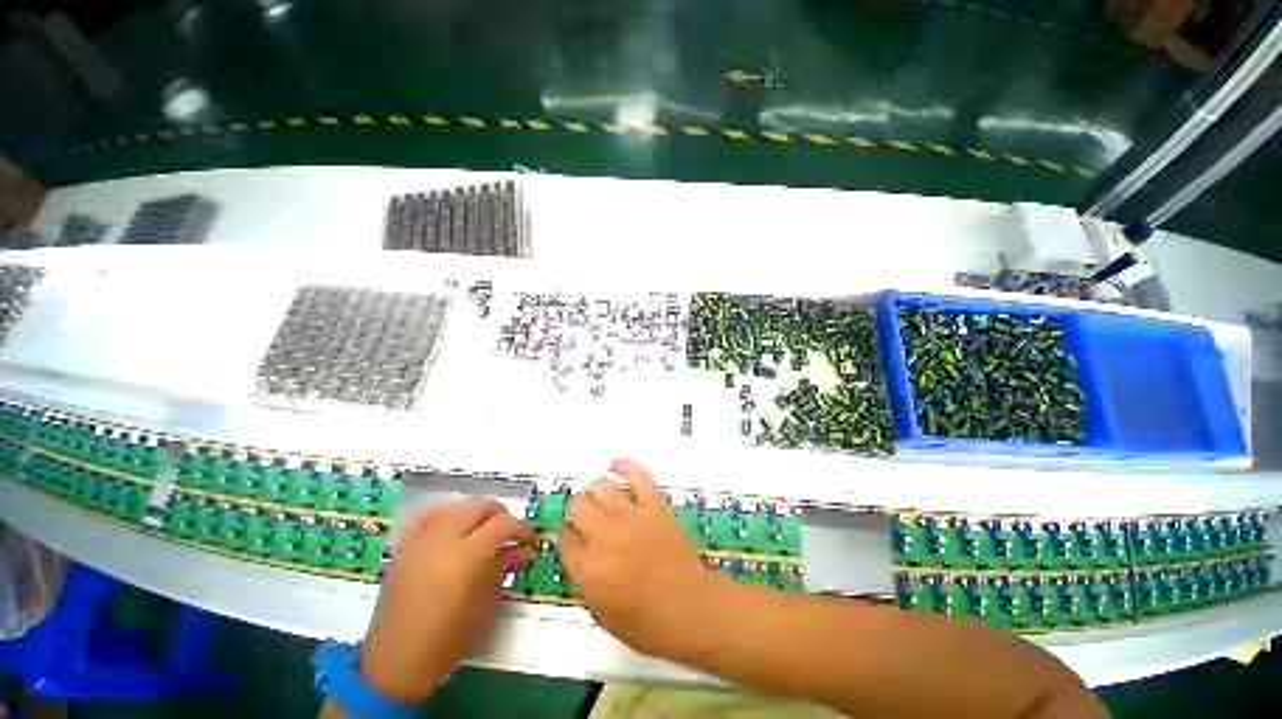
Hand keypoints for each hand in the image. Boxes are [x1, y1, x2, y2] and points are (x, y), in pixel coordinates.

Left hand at [359, 498, 536, 701]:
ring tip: (484, 531)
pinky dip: (446, 513)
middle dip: (501, 514)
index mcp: (465, 557)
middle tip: (509, 533)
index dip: (521, 528)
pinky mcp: (404, 545)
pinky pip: (429, 514)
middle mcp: (442, 539)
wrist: (394, 661)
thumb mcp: (483, 604)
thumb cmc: (445, 640)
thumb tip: (526, 549)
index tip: (530, 540)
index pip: (502, 524)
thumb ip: (504, 566)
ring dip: (476, 512)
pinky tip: (454, 525)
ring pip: (457, 505)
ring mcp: (420, 539)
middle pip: (480, 505)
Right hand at [559, 458, 730, 659]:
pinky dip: (625, 464)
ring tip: (603, 500)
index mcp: (587, 568)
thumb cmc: (647, 622)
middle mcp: (604, 536)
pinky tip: (616, 465)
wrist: (691, 608)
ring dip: (597, 492)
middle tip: (589, 519)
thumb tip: (580, 554)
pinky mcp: (654, 504)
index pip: (564, 538)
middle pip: (578, 506)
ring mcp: (630, 516)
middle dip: (579, 511)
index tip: (573, 536)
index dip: (567, 535)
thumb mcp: (602, 613)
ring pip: (601, 487)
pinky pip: (637, 474)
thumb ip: (584, 579)